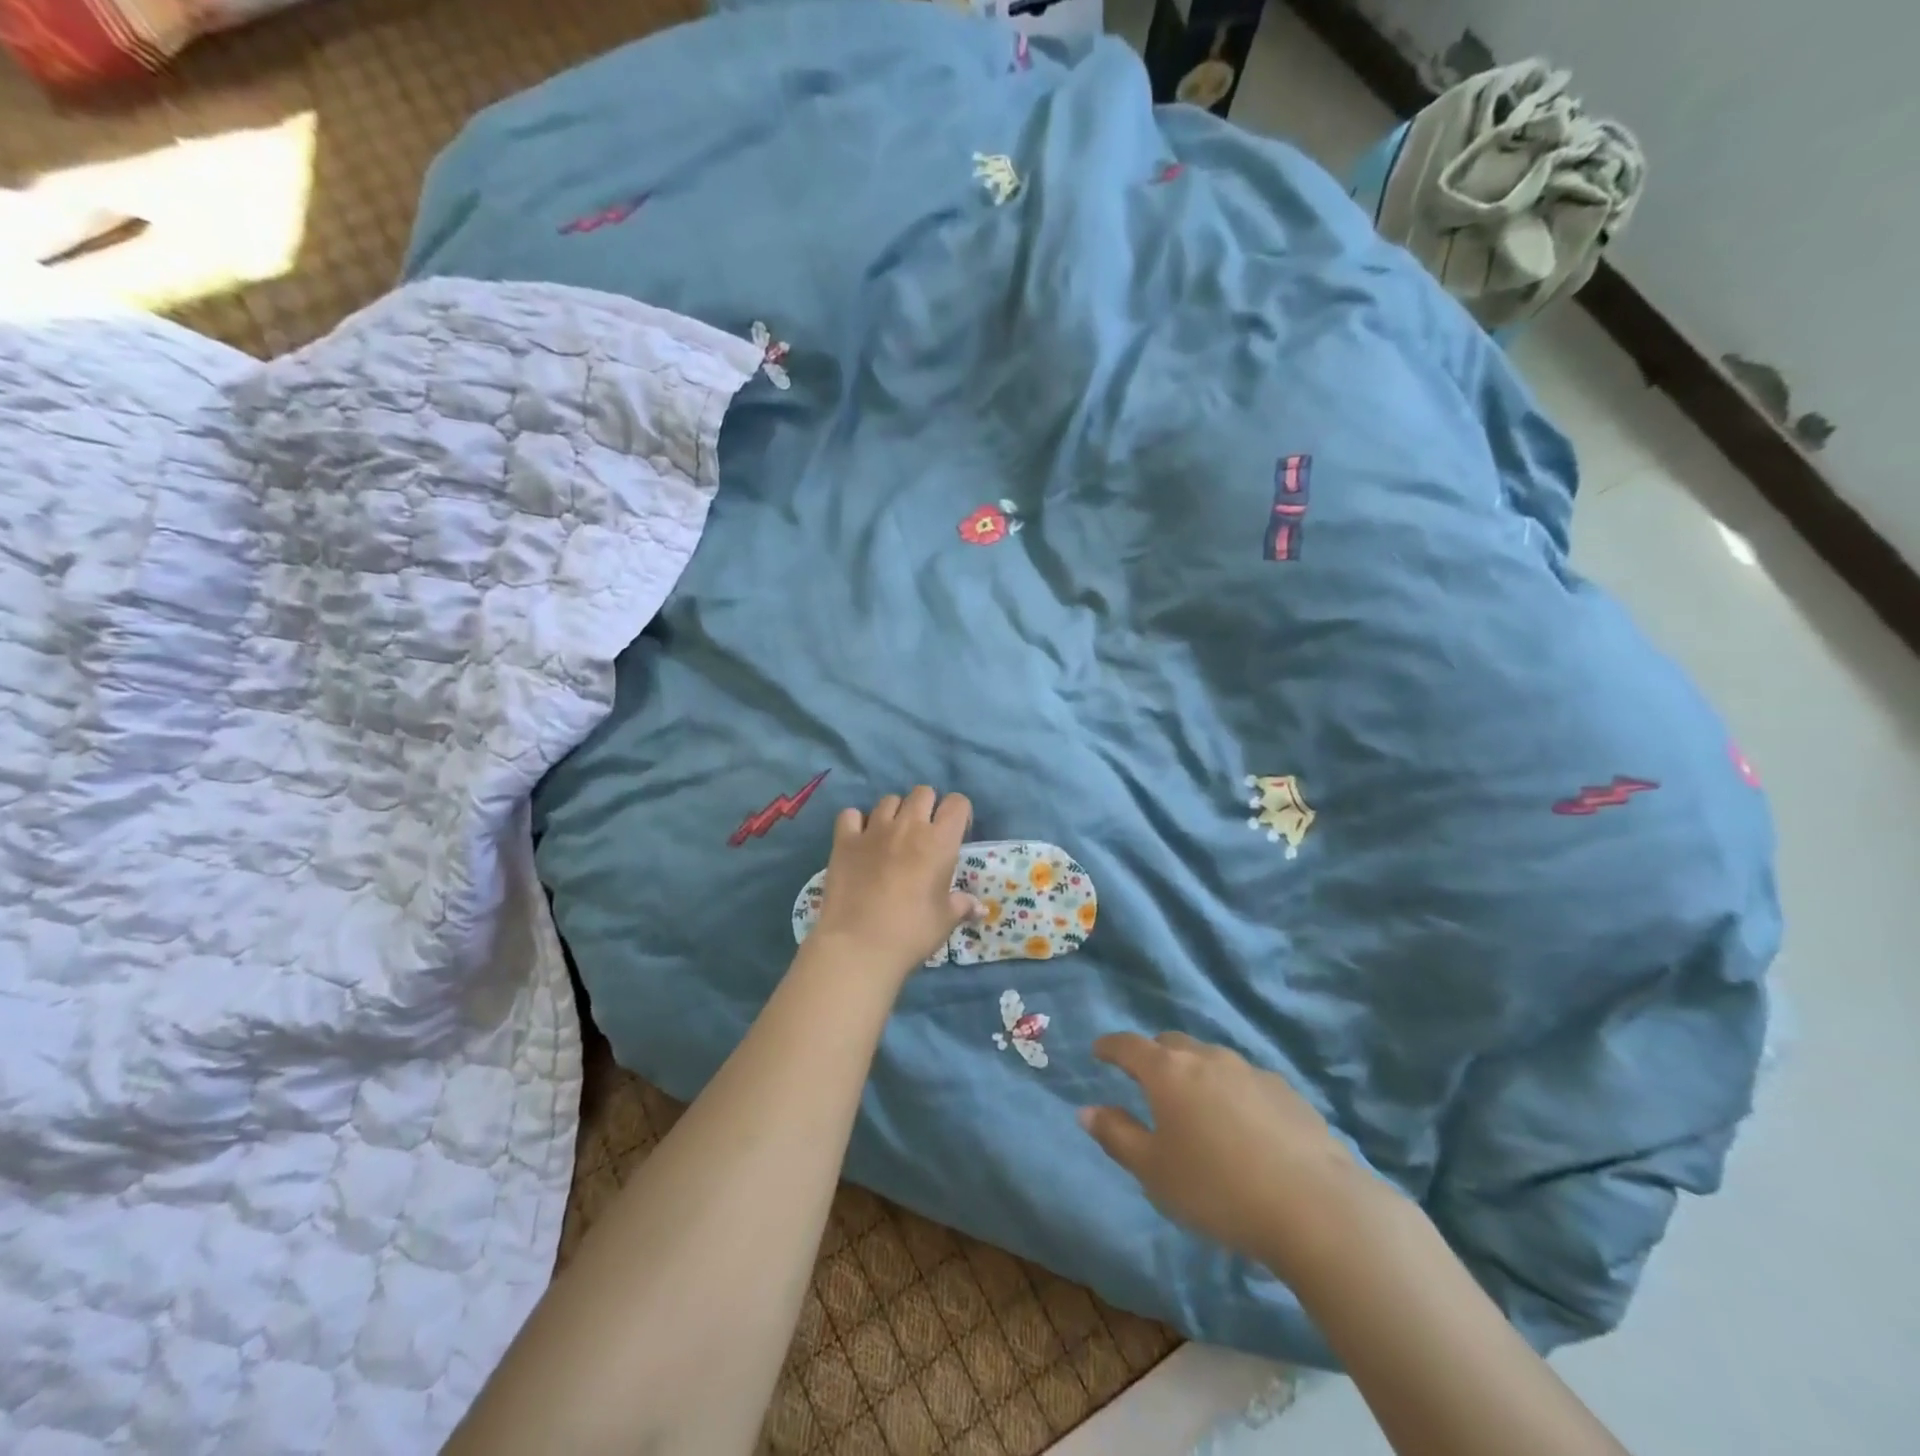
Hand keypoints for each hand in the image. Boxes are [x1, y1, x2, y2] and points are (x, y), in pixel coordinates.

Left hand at [809, 786, 976, 977]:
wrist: (859, 944)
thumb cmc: (911, 932)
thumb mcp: (944, 920)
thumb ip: (962, 906)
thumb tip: (980, 909)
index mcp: (939, 841)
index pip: (957, 803)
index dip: (959, 813)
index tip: (956, 833)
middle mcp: (908, 826)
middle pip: (922, 792)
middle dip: (927, 806)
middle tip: (924, 833)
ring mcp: (873, 830)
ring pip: (888, 800)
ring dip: (894, 813)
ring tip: (892, 836)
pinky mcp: (844, 840)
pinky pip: (850, 814)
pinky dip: (856, 822)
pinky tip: (859, 839)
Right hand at [1079, 1032, 1384, 1277]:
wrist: (1315, 1207)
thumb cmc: (1218, 1189)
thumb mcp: (1154, 1171)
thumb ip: (1117, 1136)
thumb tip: (1087, 1110)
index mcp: (1168, 1071)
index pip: (1129, 1045)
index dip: (1110, 1046)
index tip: (1099, 1051)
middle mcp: (1207, 1058)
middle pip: (1172, 1044)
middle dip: (1154, 1056)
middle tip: (1148, 1082)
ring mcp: (1251, 1071)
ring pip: (1212, 1060)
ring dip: (1197, 1074)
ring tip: (1198, 1108)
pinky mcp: (1287, 1092)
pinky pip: (1246, 1082)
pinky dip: (1232, 1093)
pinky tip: (1244, 1128)